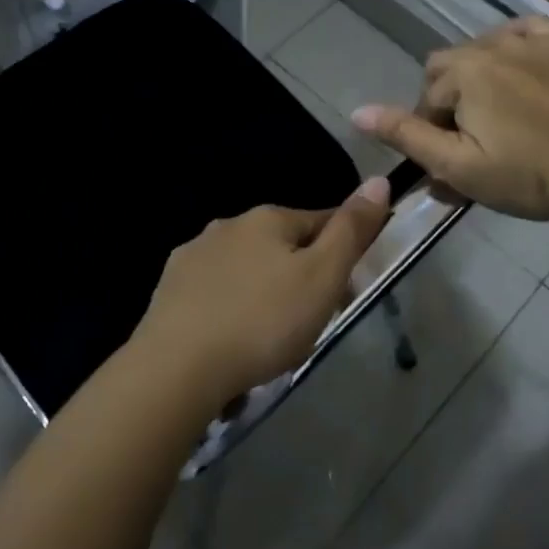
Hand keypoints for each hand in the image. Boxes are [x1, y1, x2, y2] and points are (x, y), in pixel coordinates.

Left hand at [133, 177, 391, 402]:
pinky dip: (229, 307)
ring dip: (263, 290)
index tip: (348, 288)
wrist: (177, 367)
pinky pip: (215, 291)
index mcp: (267, 218)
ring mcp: (194, 255)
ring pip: (246, 267)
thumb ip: (351, 230)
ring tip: (271, 336)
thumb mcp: (322, 277)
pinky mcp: (170, 288)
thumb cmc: (263, 321)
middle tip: (311, 321)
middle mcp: (228, 225)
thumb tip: (379, 180)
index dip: (342, 250)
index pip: (320, 220)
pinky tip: (231, 337)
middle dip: (300, 274)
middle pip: (281, 245)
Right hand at [353, 17, 548, 221]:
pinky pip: (528, 30)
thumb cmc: (528, 174)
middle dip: (452, 99)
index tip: (454, 160)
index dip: (432, 132)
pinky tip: (523, 67)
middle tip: (475, 137)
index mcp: (464, 72)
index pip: (427, 98)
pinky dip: (517, 45)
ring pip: (485, 47)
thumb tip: (358, 112)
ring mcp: (534, 40)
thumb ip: (407, 136)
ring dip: (481, 74)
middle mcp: (493, 44)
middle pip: (450, 66)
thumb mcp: (458, 167)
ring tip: (502, 110)